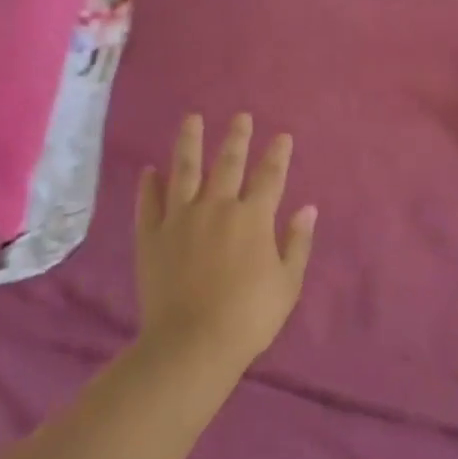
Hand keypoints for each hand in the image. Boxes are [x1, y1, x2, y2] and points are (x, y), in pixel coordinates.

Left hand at [135, 114, 317, 368]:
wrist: (193, 342)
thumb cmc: (249, 316)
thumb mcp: (287, 283)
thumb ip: (297, 242)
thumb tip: (308, 207)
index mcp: (252, 217)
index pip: (269, 176)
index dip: (277, 154)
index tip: (282, 136)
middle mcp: (216, 207)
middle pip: (228, 163)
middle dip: (237, 137)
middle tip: (240, 116)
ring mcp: (180, 218)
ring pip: (185, 170)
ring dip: (189, 142)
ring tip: (191, 119)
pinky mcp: (151, 236)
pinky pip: (149, 203)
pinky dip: (149, 185)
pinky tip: (150, 170)